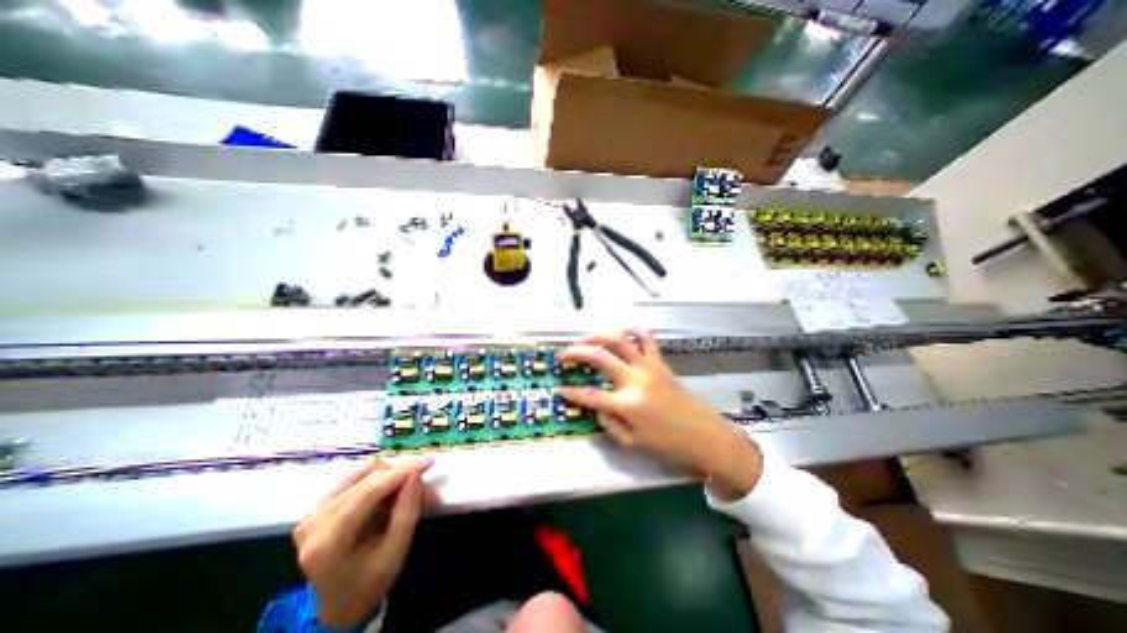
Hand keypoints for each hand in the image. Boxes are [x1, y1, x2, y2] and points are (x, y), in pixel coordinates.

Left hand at [291, 455, 437, 627]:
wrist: (336, 605)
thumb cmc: (368, 584)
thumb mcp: (394, 554)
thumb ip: (406, 513)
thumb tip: (415, 475)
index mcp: (329, 542)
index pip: (369, 491)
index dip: (402, 472)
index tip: (429, 462)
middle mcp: (315, 521)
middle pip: (368, 479)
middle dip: (402, 477)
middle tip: (426, 489)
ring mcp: (313, 512)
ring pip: (364, 473)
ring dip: (392, 477)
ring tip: (409, 491)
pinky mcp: (318, 506)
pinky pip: (356, 478)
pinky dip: (379, 479)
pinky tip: (390, 490)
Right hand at [556, 332, 759, 497]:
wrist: (706, 436)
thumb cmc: (669, 445)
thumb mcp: (633, 443)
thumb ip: (609, 423)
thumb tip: (596, 406)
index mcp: (626, 404)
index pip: (589, 395)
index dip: (570, 393)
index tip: (558, 389)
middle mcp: (634, 379)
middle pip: (599, 356)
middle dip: (576, 353)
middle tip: (563, 354)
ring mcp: (649, 367)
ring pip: (619, 339)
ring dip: (598, 335)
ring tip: (586, 339)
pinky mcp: (661, 362)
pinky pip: (646, 339)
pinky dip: (633, 330)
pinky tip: (623, 330)